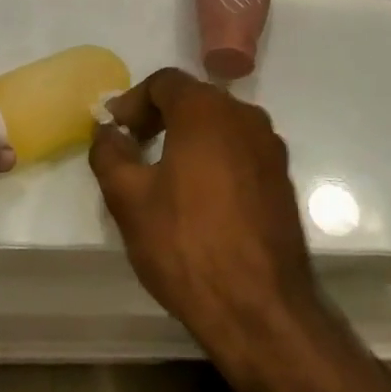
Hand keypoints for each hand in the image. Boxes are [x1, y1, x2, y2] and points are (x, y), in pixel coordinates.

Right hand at [89, 69, 320, 362]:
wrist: (261, 309)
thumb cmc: (186, 244)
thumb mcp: (129, 198)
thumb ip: (110, 153)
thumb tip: (108, 130)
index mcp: (207, 110)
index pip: (164, 82)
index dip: (133, 101)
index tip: (114, 129)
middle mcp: (246, 117)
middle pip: (194, 99)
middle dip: (159, 116)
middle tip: (132, 146)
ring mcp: (270, 149)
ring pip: (220, 126)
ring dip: (187, 137)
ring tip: (162, 173)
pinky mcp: (282, 180)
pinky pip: (239, 152)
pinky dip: (214, 159)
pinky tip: (197, 197)